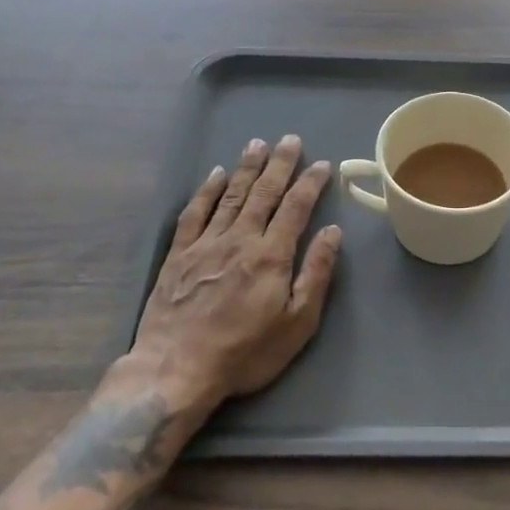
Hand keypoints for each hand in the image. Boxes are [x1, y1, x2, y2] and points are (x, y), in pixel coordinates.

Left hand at [126, 135, 341, 411]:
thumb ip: (317, 274)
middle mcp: (240, 239)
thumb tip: (333, 232)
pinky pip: (195, 213)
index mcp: (272, 255)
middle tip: (289, 139)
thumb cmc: (245, 352)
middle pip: (264, 192)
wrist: (176, 370)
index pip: (296, 207)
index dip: (310, 183)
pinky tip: (216, 175)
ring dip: (246, 167)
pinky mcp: (179, 254)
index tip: (321, 164)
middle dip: (279, 164)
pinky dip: (207, 191)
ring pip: (231, 195)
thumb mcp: (297, 323)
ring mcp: (206, 244)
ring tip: (257, 143)